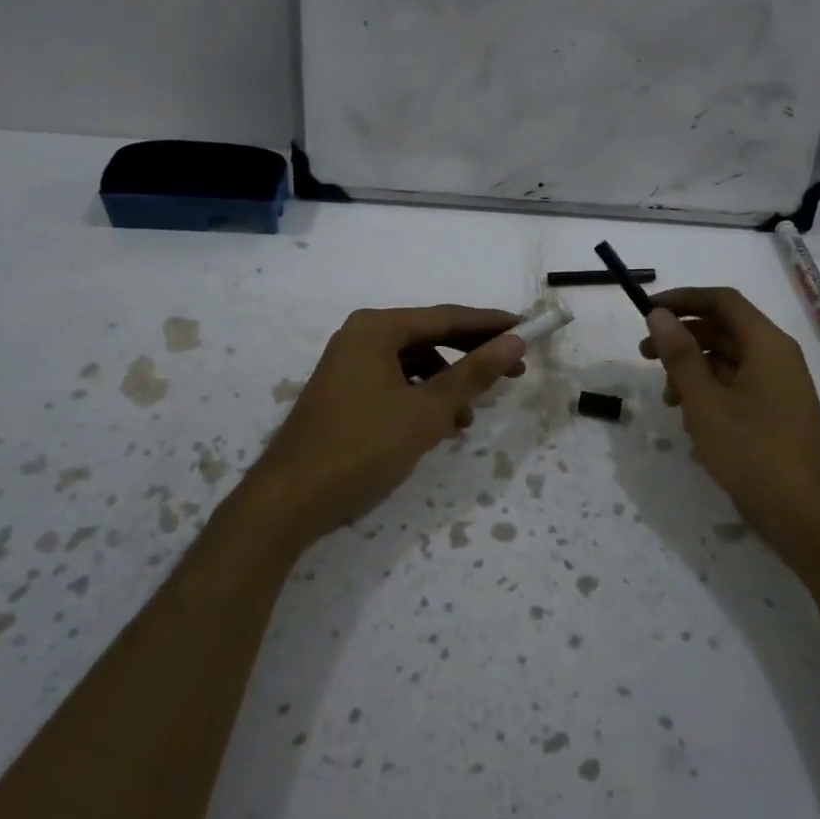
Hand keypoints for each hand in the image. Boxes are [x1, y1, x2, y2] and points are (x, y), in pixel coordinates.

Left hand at [245, 305, 526, 552]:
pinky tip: (437, 426)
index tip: (530, 330)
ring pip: (413, 364)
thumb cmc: (362, 447)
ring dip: (446, 384)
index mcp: (377, 328)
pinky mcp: (344, 393)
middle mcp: (360, 336)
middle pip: (430, 337)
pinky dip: (421, 399)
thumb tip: (514, 341)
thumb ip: (474, 373)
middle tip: (514, 371)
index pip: (447, 317)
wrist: (289, 500)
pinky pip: (395, 383)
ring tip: (468, 416)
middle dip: (472, 356)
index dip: (492, 325)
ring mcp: (348, 365)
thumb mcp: (427, 411)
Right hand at [641, 288, 819, 561]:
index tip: (646, 311)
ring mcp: (779, 387)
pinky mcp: (776, 413)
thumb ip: (679, 355)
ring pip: (727, 360)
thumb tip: (658, 314)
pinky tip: (691, 423)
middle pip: (723, 329)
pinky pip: (737, 387)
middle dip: (681, 338)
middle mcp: (776, 357)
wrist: (809, 518)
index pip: (722, 301)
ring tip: (667, 400)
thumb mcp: (705, 403)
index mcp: (766, 344)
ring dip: (692, 370)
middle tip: (644, 355)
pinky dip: (709, 393)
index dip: (682, 300)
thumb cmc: (754, 454)